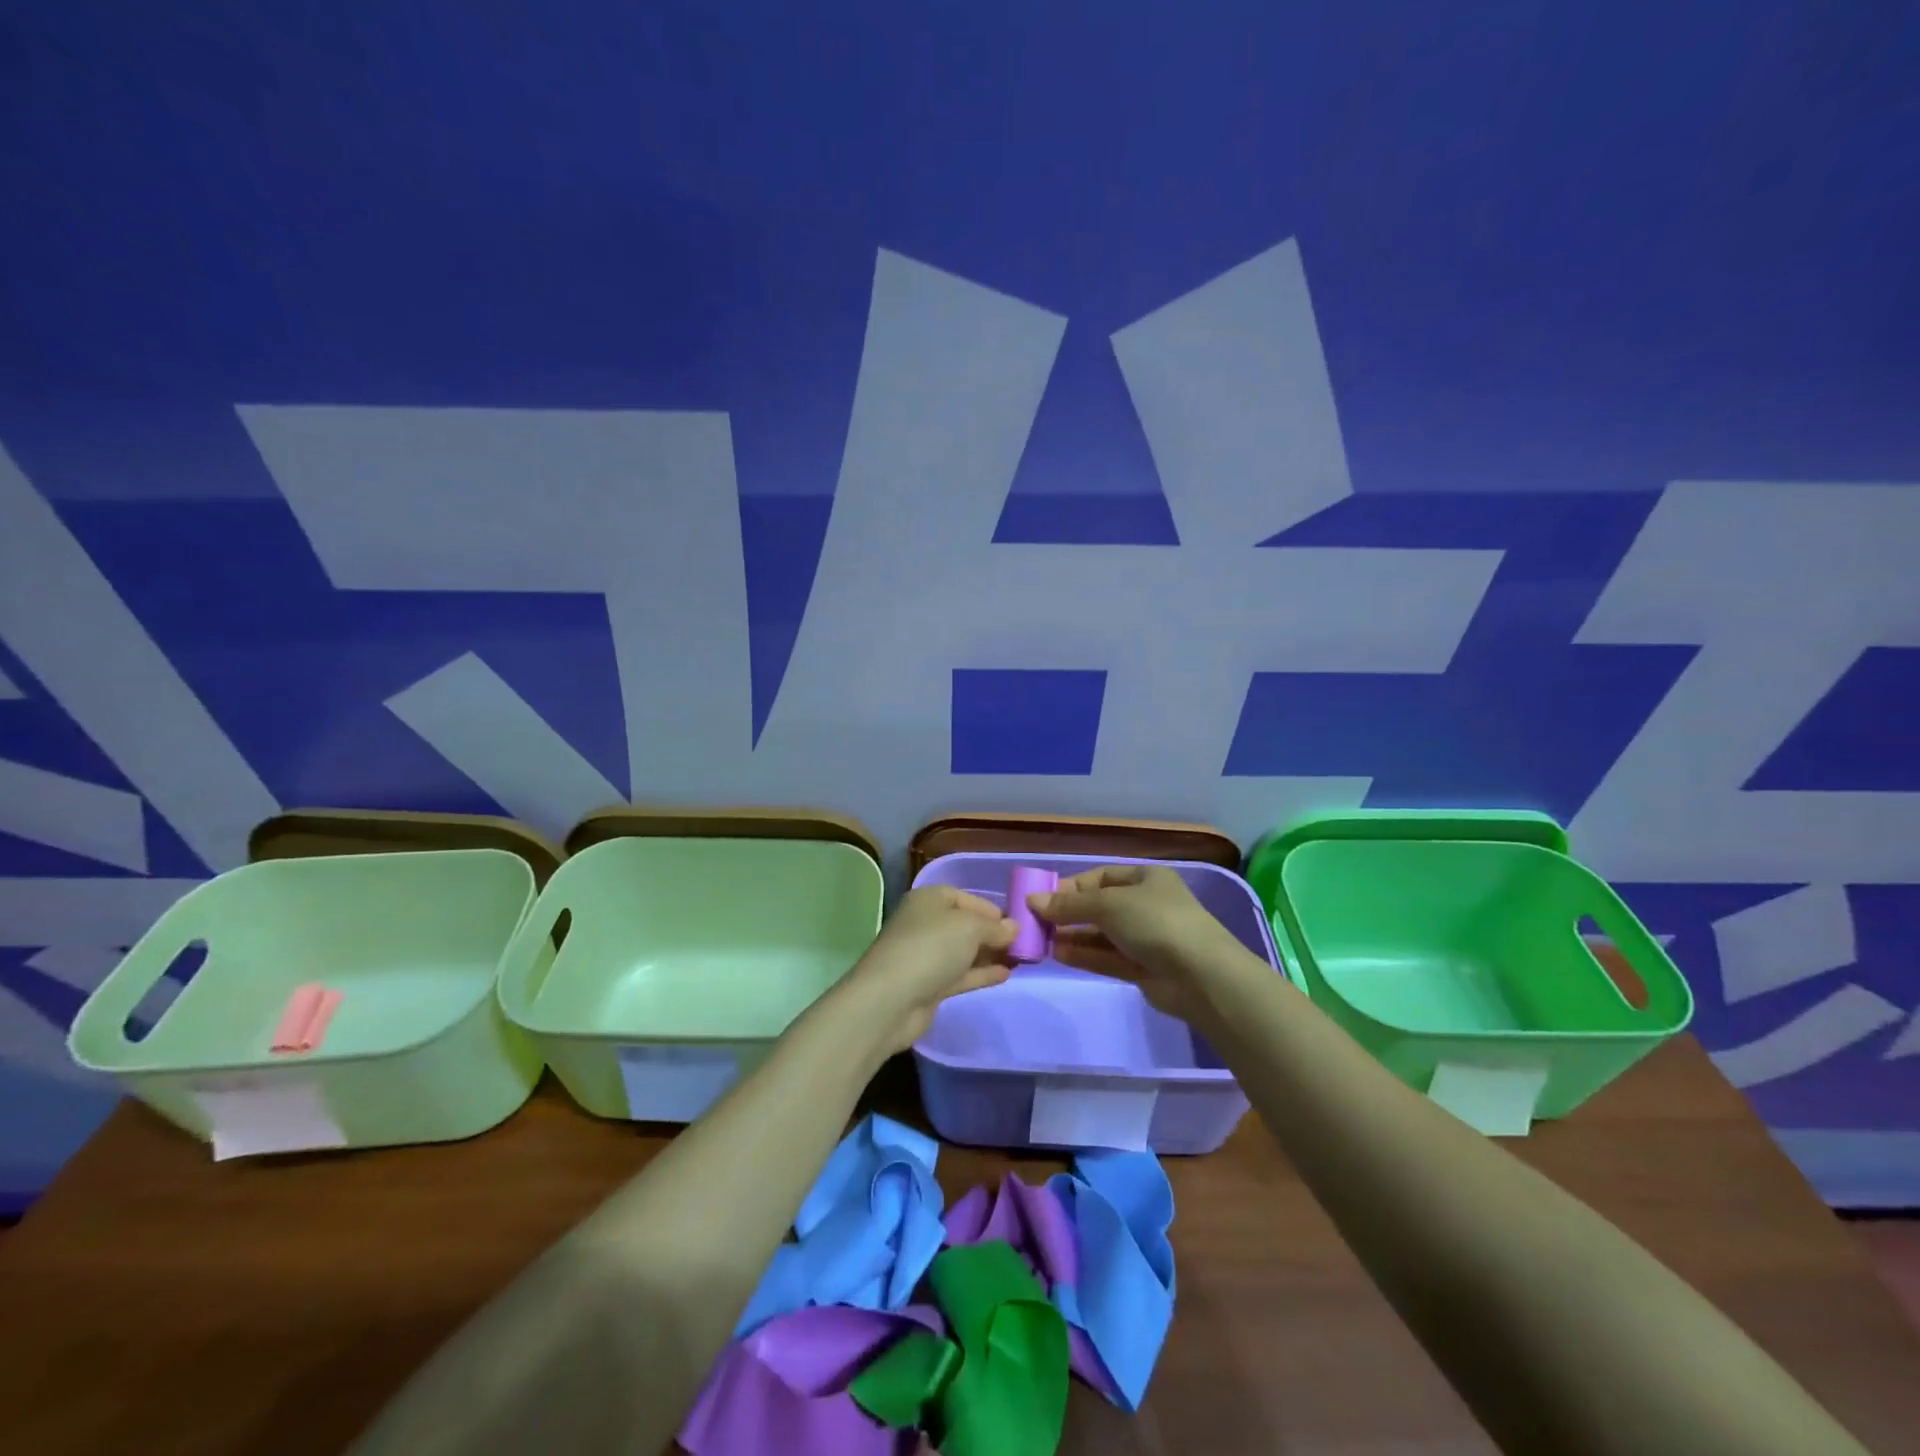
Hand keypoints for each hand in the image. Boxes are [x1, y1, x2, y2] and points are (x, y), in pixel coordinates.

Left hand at [835, 886, 1017, 1053]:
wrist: (891, 1000)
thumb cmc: (931, 948)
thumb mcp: (969, 927)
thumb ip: (995, 927)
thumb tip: (1014, 928)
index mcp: (928, 900)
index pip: (963, 897)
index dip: (989, 908)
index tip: (1016, 922)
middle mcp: (925, 924)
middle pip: (964, 925)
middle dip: (993, 933)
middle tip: (1024, 944)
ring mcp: (926, 956)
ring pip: (964, 951)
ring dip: (990, 954)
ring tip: (1021, 960)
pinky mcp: (929, 985)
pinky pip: (961, 974)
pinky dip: (981, 973)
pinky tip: (1006, 975)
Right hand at [1029, 865, 1239, 1020]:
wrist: (1201, 975)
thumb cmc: (1155, 922)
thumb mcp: (1108, 904)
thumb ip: (1069, 905)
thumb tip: (1032, 901)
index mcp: (1145, 878)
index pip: (1100, 877)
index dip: (1070, 887)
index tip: (1041, 899)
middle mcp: (1145, 905)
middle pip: (1098, 906)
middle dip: (1068, 914)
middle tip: (1035, 923)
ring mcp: (1145, 938)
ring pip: (1101, 934)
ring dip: (1072, 936)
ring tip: (1041, 941)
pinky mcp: (1143, 968)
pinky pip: (1107, 957)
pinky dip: (1084, 955)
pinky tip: (1058, 954)